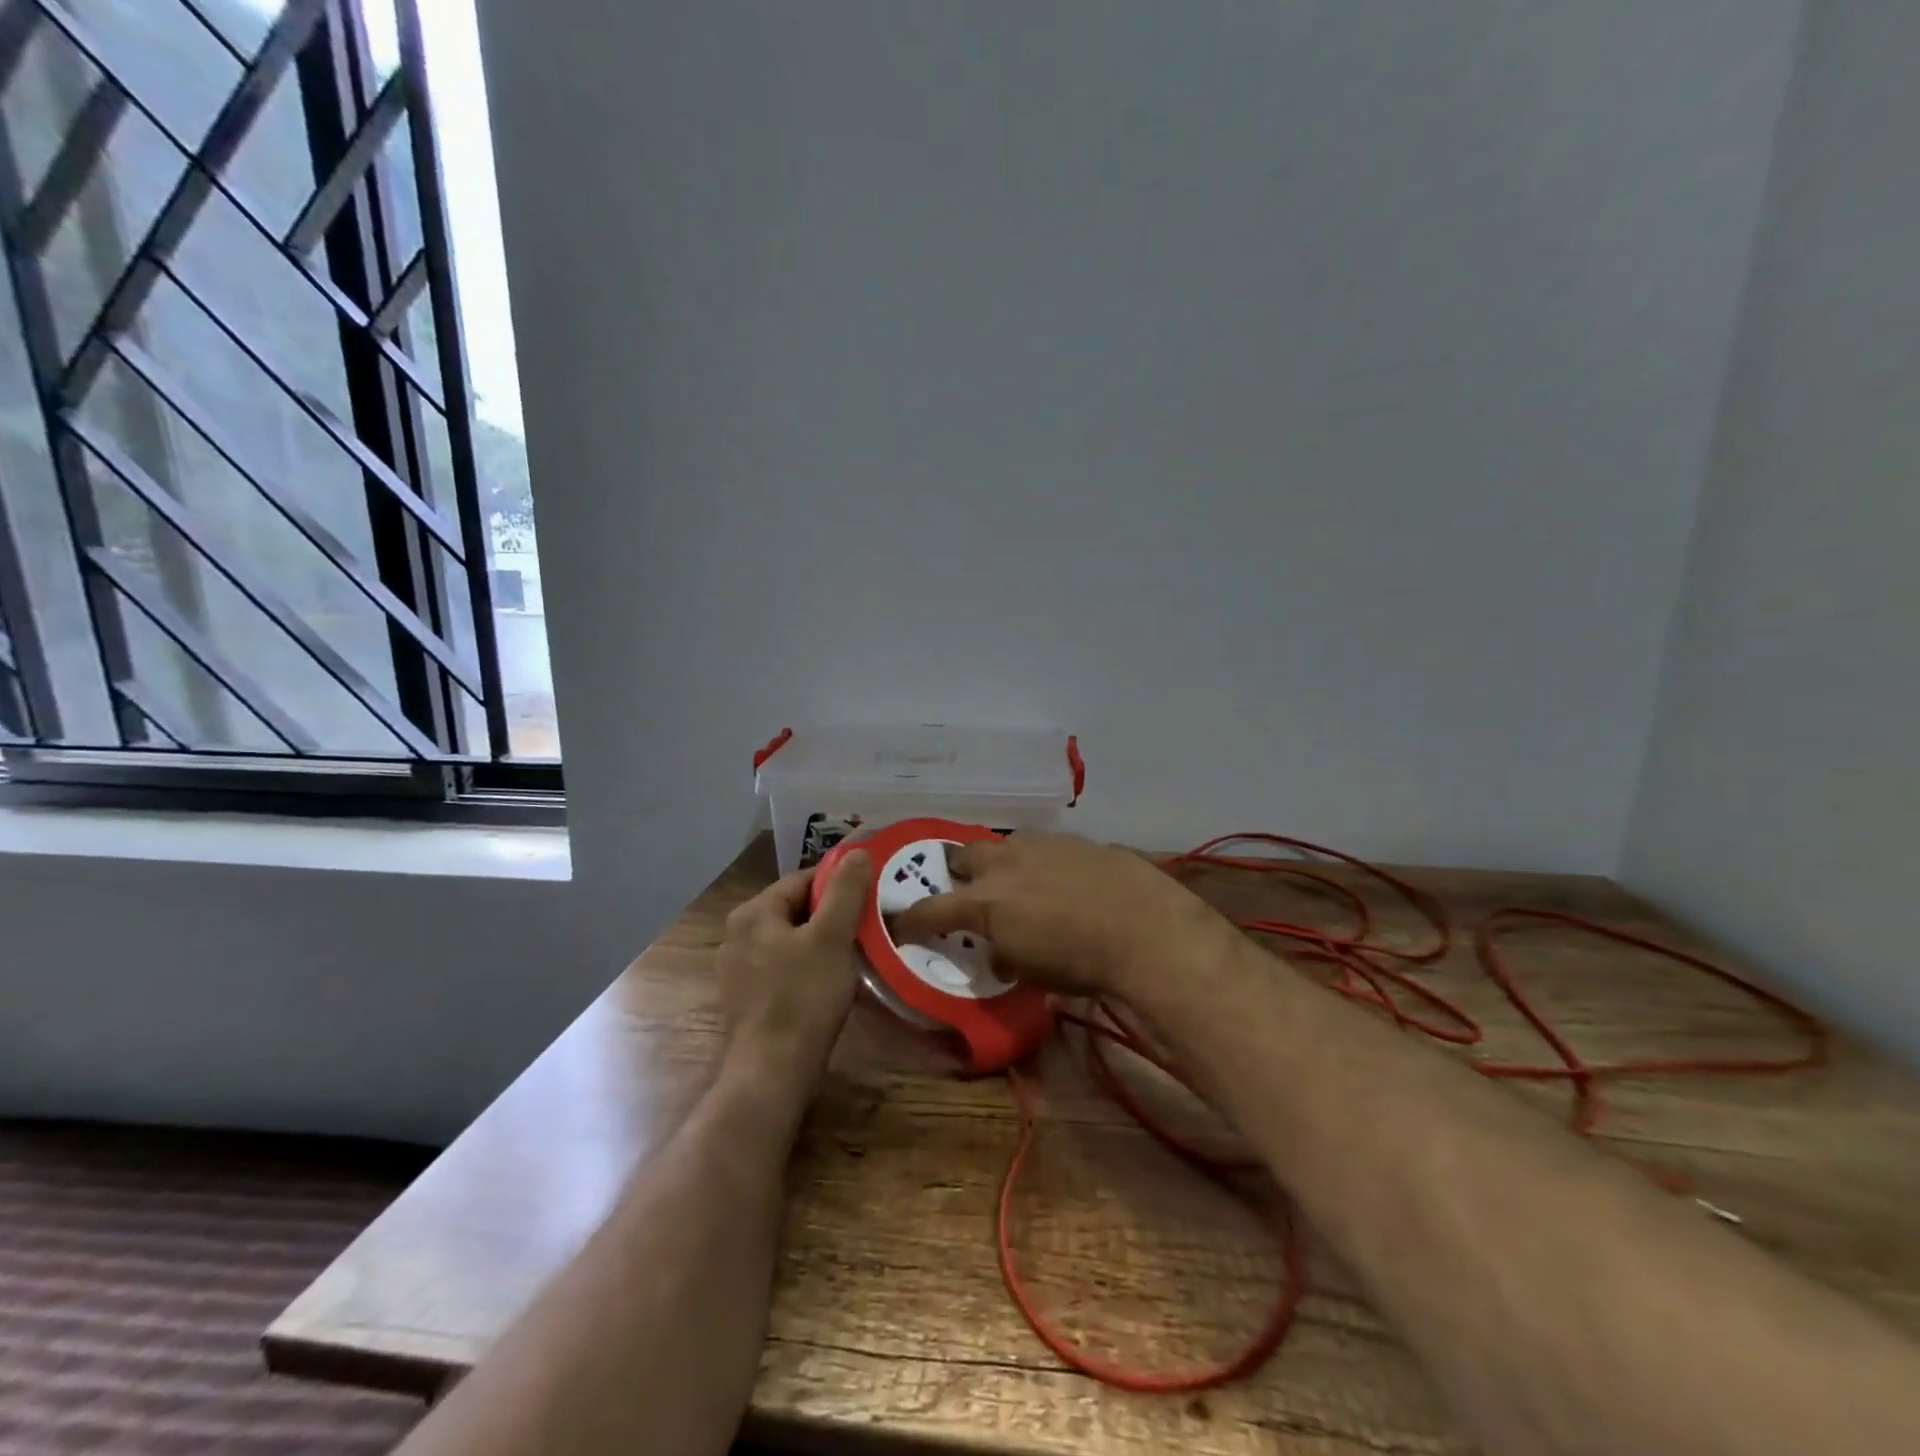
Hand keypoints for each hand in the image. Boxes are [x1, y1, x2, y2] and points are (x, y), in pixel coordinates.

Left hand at [716, 850, 874, 1095]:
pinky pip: (784, 967)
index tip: (870, 897)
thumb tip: (856, 851)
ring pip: (791, 940)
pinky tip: (831, 983)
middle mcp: (737, 934)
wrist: (771, 1074)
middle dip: (832, 915)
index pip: (803, 880)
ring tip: (856, 954)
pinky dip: (808, 967)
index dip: (839, 885)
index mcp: (752, 913)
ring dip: (823, 942)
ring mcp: (738, 969)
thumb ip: (845, 891)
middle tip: (868, 926)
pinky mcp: (747, 998)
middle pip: (796, 909)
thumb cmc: (802, 998)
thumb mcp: (831, 938)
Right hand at [889, 832, 1231, 998]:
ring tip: (1016, 882)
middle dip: (957, 872)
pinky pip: (1040, 846)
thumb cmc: (1082, 962)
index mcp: (985, 902)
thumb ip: (1003, 956)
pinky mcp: (1071, 839)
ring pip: (1003, 845)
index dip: (910, 920)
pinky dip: (1037, 861)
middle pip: (962, 856)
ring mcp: (1038, 845)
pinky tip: (1058, 878)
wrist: (1144, 928)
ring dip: (1000, 863)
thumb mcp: (1031, 972)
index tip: (900, 924)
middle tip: (966, 891)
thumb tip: (997, 951)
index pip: (930, 910)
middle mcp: (1003, 865)